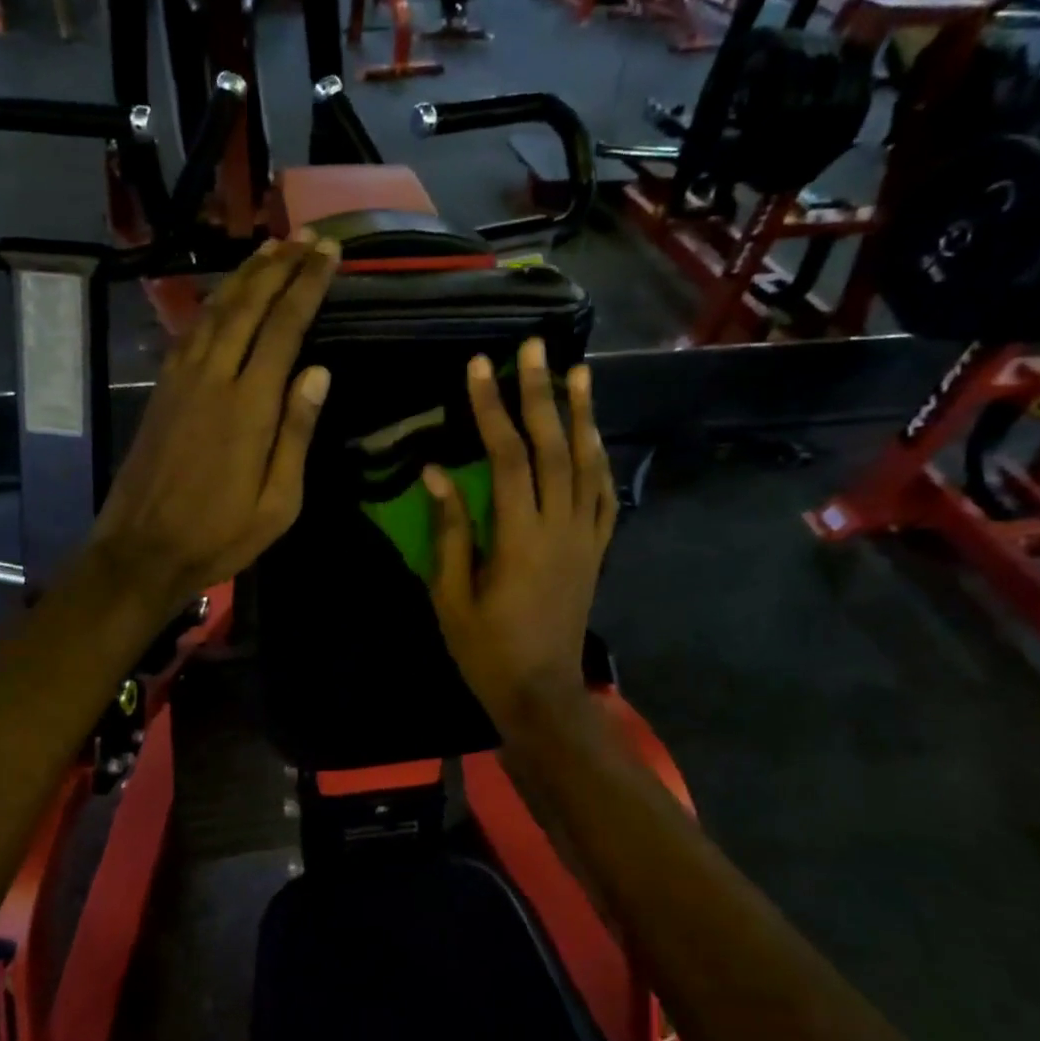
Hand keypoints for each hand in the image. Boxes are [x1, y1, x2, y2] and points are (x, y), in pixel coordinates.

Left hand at [87, 233, 339, 617]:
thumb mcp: (278, 503)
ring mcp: (181, 380)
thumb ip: (296, 433)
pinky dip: (213, 303)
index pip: (283, 328)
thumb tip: (318, 372)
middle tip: (306, 237)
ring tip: (272, 248)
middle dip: (279, 266)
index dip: (307, 286)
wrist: (141, 550)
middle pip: (248, 306)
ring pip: (215, 310)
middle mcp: (213, 378)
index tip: (328, 254)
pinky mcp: (162, 389)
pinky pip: (191, 330)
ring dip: (245, 275)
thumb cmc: (220, 535)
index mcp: (249, 406)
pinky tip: (226, 294)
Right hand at [424, 339, 616, 724]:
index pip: (507, 457)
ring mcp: (585, 538)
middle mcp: (560, 527)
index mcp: (519, 537)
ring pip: (588, 464)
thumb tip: (435, 473)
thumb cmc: (486, 650)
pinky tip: (594, 436)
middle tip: (535, 347)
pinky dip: (600, 460)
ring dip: (582, 415)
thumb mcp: (451, 595)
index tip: (479, 367)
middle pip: (554, 447)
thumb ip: (448, 531)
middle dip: (541, 393)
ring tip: (578, 372)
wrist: (541, 693)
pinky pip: (604, 496)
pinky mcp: (596, 551)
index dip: (492, 408)